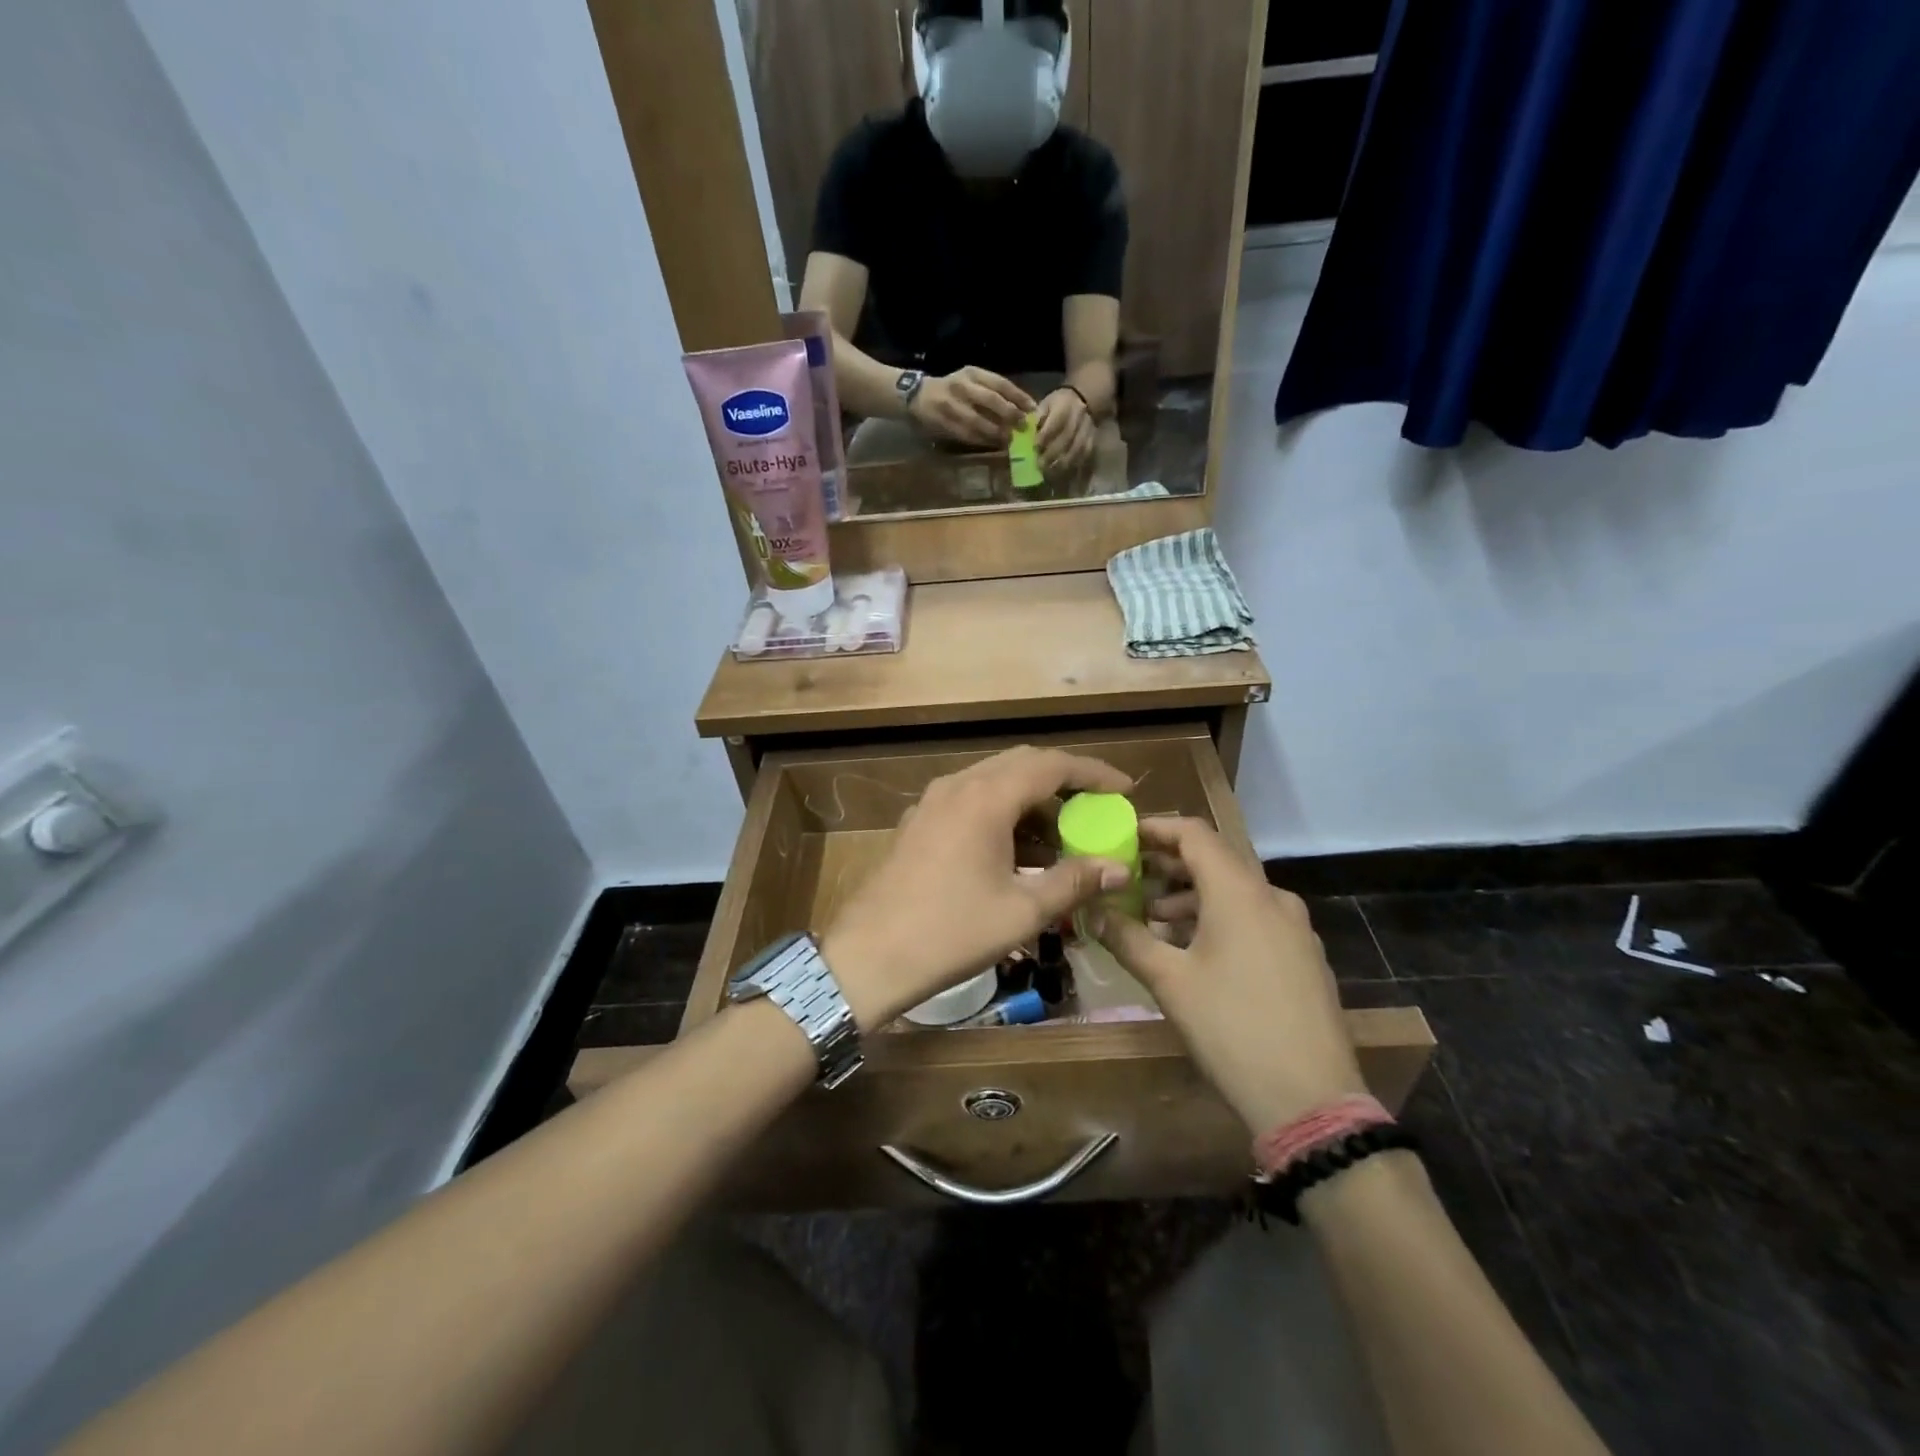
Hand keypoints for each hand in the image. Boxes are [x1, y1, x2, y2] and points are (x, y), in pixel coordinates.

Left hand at [821, 747, 1132, 1030]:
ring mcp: (933, 802)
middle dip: (1064, 784)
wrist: (869, 956)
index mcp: (986, 797)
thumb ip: (1074, 881)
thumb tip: (1118, 867)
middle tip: (1096, 810)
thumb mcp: (1022, 911)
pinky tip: (1017, 853)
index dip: (1093, 774)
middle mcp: (958, 786)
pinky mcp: (919, 823)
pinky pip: (970, 802)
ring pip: (994, 783)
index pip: (1052, 765)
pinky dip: (1002, 815)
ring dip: (1031, 803)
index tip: (1124, 790)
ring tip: (1062, 840)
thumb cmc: (951, 932)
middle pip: (1022, 765)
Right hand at [908, 367, 1036, 447]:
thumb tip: (1020, 408)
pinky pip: (968, 435)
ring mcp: (952, 406)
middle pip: (992, 401)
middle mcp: (963, 387)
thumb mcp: (971, 380)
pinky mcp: (945, 423)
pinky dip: (983, 441)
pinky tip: (994, 445)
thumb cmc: (951, 389)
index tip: (1033, 409)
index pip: (1000, 384)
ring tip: (1011, 440)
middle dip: (1011, 415)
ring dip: (998, 433)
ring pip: (980, 421)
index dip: (1018, 397)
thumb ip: (992, 391)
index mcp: (972, 373)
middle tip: (1024, 427)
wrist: (918, 395)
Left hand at [1034, 387, 1094, 476]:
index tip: (1034, 448)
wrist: (1084, 400)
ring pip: (1076, 450)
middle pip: (1066, 439)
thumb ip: (1038, 417)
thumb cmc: (1059, 404)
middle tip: (1039, 465)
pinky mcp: (1092, 440)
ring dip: (1062, 463)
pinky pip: (1084, 455)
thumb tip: (1029, 430)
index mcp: (1064, 406)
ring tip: (1050, 472)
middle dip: (1051, 454)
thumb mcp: (1046, 404)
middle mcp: (1077, 419)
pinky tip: (1063, 472)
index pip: (1054, 424)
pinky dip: (1073, 465)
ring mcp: (1087, 430)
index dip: (1044, 438)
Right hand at [1095, 817, 1366, 1133]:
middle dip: (1168, 867)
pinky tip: (1195, 952)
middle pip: (1215, 862)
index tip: (1122, 837)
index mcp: (1239, 892)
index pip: (1194, 834)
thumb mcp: (1169, 982)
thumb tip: (1092, 912)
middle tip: (1128, 881)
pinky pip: (1255, 919)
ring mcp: (1295, 929)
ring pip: (1235, 894)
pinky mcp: (1304, 958)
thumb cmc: (1231, 1029)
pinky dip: (1219, 920)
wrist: (1311, 1100)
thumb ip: (1127, 938)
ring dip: (1191, 898)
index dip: (1155, 829)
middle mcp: (1272, 898)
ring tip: (1153, 922)